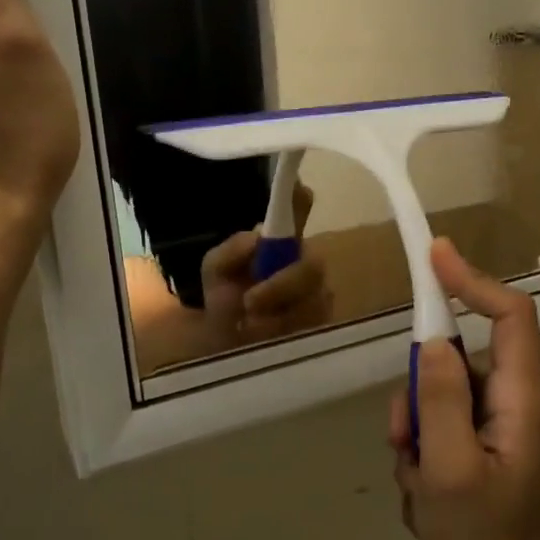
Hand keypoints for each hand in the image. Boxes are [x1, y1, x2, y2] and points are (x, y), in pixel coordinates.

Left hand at [199, 183, 332, 343]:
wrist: (226, 349)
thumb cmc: (226, 302)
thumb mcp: (216, 274)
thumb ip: (230, 253)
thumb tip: (257, 237)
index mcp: (280, 245)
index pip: (297, 213)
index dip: (299, 200)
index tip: (300, 190)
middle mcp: (305, 263)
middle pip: (313, 265)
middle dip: (283, 284)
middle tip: (250, 301)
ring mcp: (319, 295)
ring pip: (313, 299)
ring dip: (277, 315)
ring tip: (248, 327)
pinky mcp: (323, 325)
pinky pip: (313, 326)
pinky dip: (283, 333)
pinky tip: (265, 340)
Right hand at [389, 239, 539, 539]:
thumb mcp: (449, 472)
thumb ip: (440, 401)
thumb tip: (433, 339)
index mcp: (521, 400)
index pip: (510, 316)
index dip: (473, 281)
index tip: (433, 256)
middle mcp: (513, 405)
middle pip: (457, 361)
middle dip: (419, 395)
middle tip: (405, 442)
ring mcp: (496, 430)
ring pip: (439, 400)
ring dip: (415, 436)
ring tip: (420, 488)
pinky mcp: (481, 452)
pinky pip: (438, 431)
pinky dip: (421, 458)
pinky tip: (426, 500)